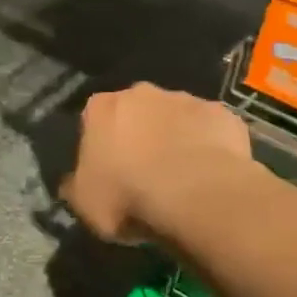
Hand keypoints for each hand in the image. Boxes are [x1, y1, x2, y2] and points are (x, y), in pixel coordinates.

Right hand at [61, 83, 253, 243]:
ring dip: (174, 138)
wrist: (196, 195)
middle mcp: (141, 93)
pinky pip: (210, 130)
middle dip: (138, 135)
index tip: (106, 171)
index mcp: (100, 108)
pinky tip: (209, 175)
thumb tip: (73, 183)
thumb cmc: (127, 196)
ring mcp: (186, 100)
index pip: (93, 119)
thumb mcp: (83, 203)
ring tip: (181, 177)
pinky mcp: (223, 115)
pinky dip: (208, 147)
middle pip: (136, 112)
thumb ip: (75, 186)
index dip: (100, 146)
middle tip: (144, 173)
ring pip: (175, 118)